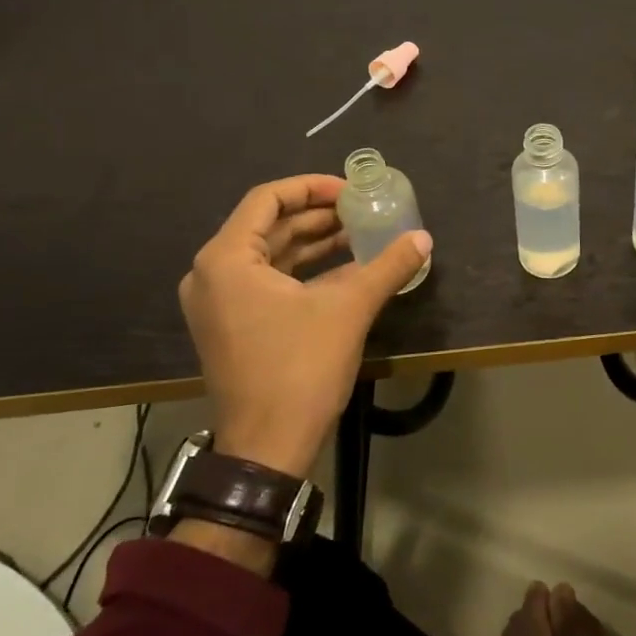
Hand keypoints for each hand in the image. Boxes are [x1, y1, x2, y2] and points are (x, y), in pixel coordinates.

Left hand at [178, 174, 431, 479]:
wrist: (267, 448)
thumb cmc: (300, 369)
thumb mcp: (349, 309)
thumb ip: (387, 266)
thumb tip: (423, 239)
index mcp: (227, 259)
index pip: (268, 198)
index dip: (313, 187)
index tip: (351, 190)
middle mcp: (212, 274)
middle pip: (268, 225)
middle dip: (317, 215)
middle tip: (361, 209)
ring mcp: (217, 302)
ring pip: (269, 254)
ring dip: (313, 242)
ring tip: (360, 233)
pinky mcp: (230, 325)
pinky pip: (266, 280)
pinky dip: (303, 270)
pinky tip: (344, 268)